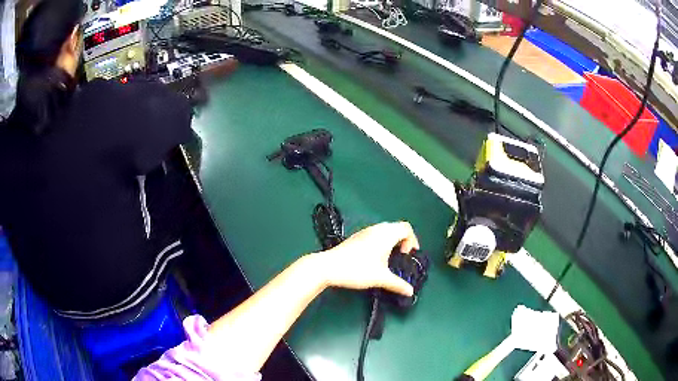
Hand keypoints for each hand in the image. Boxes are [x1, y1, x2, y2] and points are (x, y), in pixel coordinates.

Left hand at [312, 221, 419, 295]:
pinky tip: (374, 258)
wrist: (328, 266)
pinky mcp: (356, 237)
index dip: (412, 240)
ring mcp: (365, 231)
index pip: (406, 228)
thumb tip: (411, 292)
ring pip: (385, 230)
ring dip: (392, 241)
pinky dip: (381, 242)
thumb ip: (398, 284)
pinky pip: (375, 234)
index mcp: (386, 234)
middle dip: (403, 241)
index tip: (407, 256)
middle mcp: (377, 229)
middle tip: (401, 257)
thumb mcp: (381, 278)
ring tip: (389, 259)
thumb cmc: (358, 270)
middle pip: (397, 228)